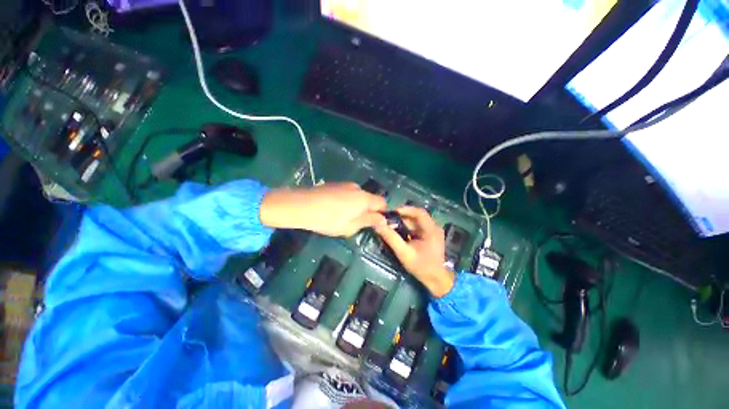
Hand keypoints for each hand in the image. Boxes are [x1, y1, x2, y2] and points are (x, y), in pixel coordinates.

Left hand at [260, 182, 387, 236]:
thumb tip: (384, 220)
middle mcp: (357, 188)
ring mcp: (345, 185)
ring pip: (357, 197)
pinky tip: (333, 209)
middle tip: (356, 223)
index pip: (383, 203)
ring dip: (355, 206)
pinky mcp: (334, 184)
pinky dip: (346, 202)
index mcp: (364, 198)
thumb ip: (369, 221)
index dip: (383, 213)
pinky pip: (347, 194)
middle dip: (367, 211)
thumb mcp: (351, 226)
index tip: (375, 223)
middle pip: (369, 199)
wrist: (301, 205)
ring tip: (341, 217)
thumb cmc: (328, 220)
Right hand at [374, 206, 454, 296]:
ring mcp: (432, 232)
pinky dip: (406, 229)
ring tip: (390, 226)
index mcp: (431, 230)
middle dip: (401, 218)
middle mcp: (434, 227)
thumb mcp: (404, 253)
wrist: (436, 280)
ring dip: (403, 223)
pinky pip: (416, 228)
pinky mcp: (429, 236)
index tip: (392, 212)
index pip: (419, 212)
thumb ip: (391, 238)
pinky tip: (398, 233)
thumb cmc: (421, 267)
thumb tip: (378, 225)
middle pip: (416, 217)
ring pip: (415, 222)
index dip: (405, 209)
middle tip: (388, 221)